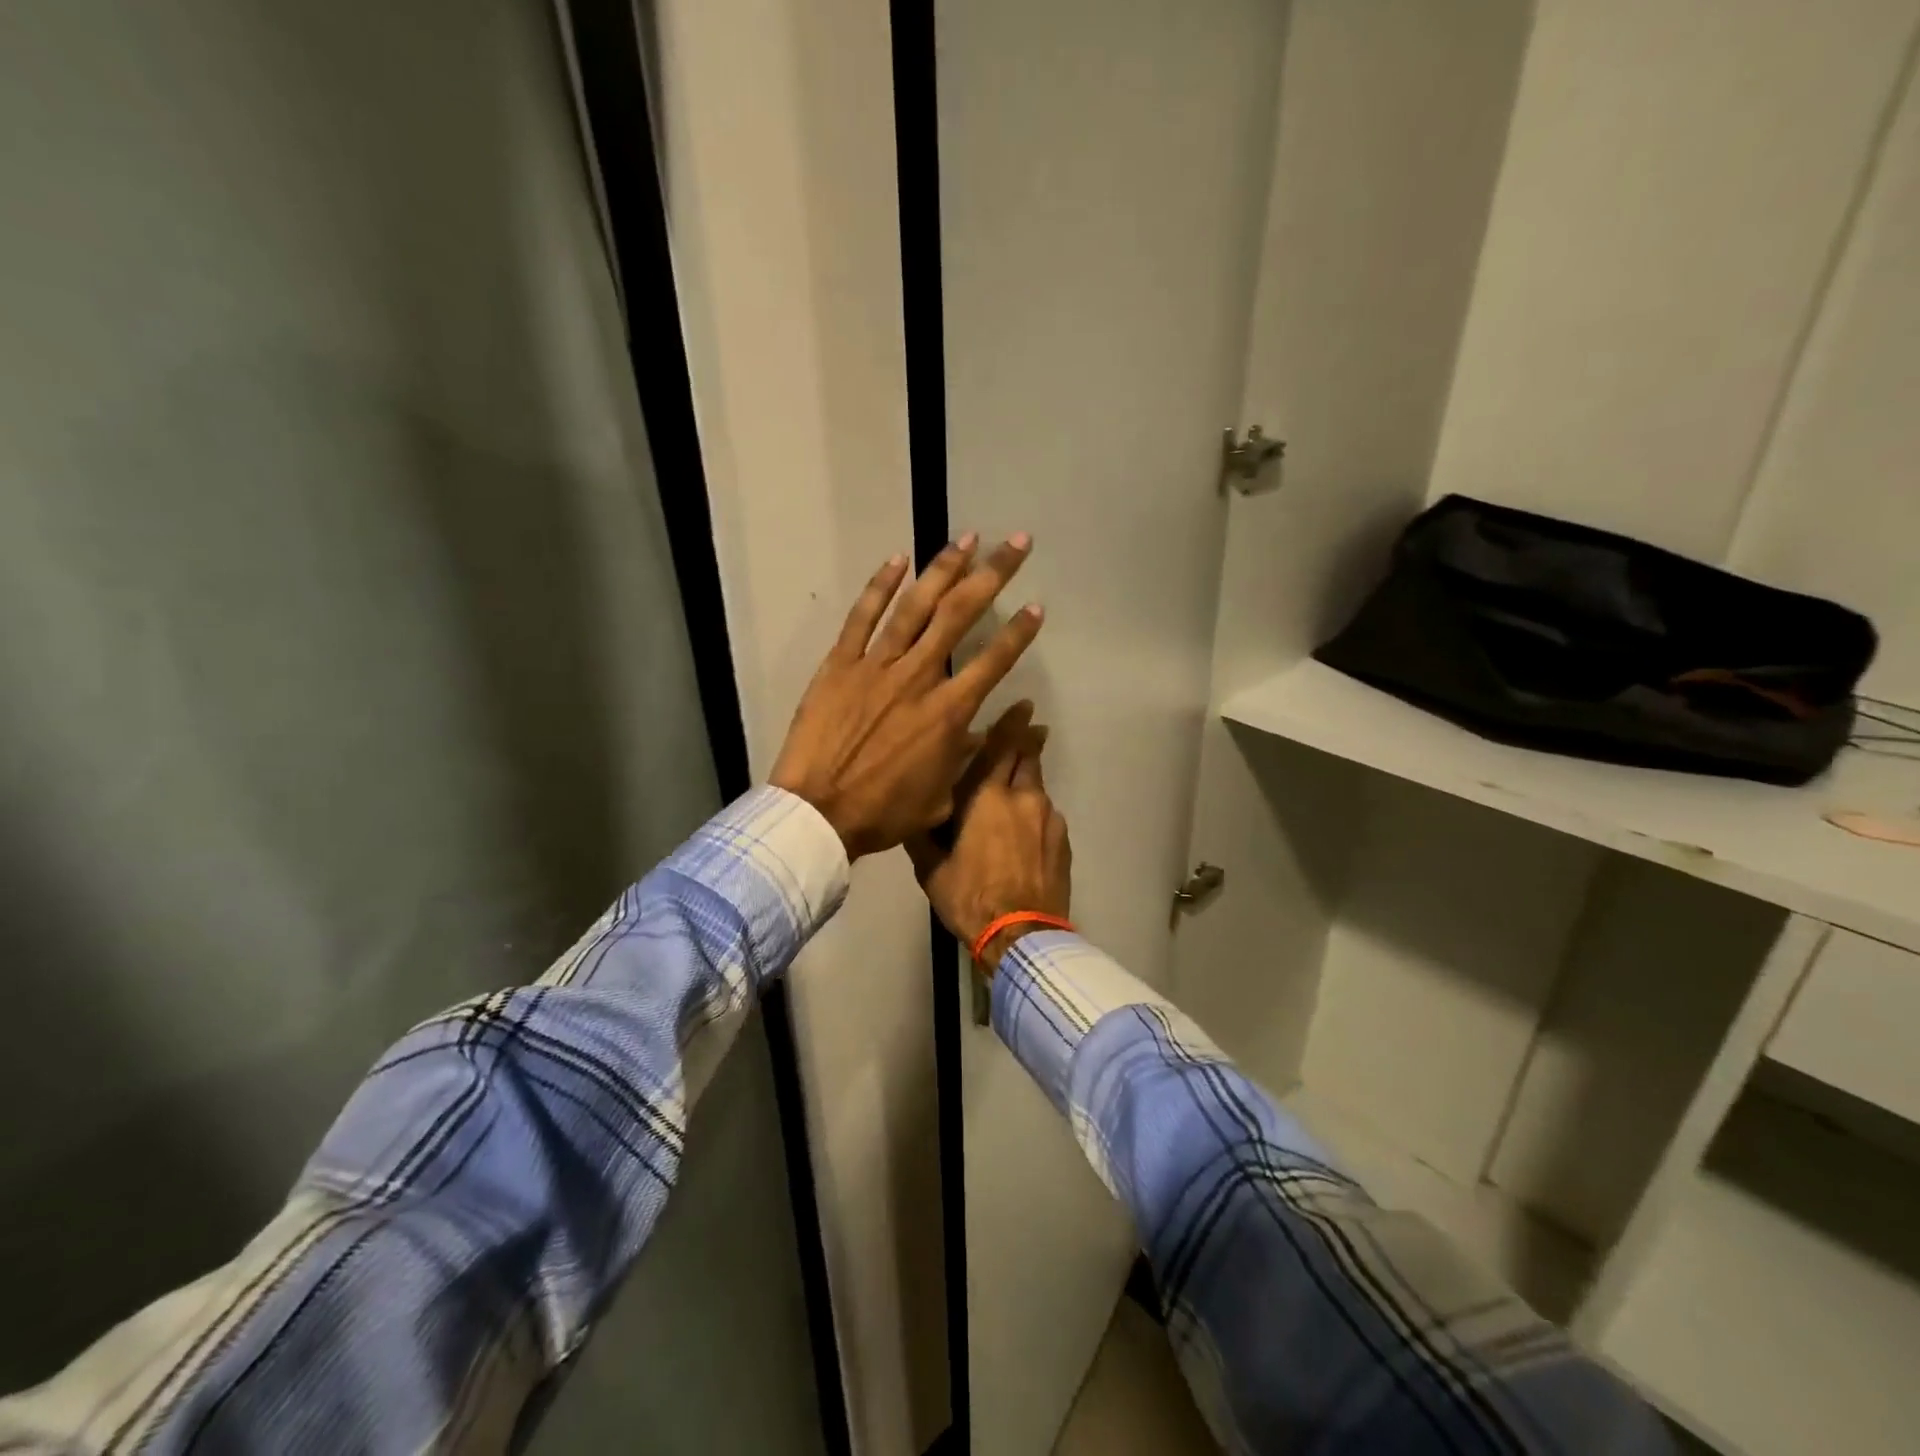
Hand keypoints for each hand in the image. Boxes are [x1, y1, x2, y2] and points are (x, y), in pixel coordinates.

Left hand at [770, 534, 1043, 859]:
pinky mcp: (840, 664)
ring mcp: (877, 666)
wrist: (818, 812)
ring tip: (967, 538)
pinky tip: (898, 559)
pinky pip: (862, 617)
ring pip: (916, 606)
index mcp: (948, 712)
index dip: (1018, 632)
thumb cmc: (883, 812)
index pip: (993, 661)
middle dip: (993, 574)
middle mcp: (918, 677)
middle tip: (1016, 543)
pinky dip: (880, 586)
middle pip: (960, 615)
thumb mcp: (939, 796)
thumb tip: (986, 730)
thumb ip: (964, 757)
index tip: (1037, 606)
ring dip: (944, 568)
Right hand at [907, 701, 1071, 970]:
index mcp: (987, 797)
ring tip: (1020, 790)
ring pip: (1038, 787)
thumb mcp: (930, 867)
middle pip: (1029, 758)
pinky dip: (1037, 814)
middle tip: (1030, 731)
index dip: (1012, 724)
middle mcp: (1023, 798)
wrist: (1021, 935)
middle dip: (1028, 742)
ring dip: (1029, 781)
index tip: (1023, 706)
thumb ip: (923, 833)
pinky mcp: (1063, 841)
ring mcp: (1049, 819)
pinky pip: (1048, 815)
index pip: (1002, 747)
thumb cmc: (969, 897)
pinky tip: (1027, 833)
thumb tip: (912, 811)